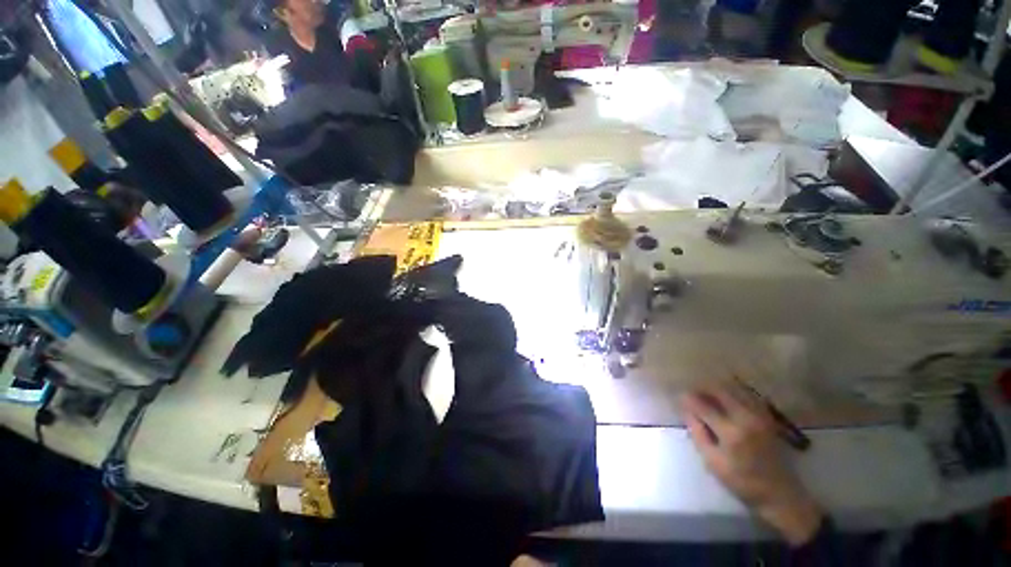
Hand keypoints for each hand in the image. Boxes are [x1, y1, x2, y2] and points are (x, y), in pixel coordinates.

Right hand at [680, 382, 823, 545]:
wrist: (779, 493)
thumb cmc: (742, 481)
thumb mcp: (712, 461)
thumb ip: (697, 433)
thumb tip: (686, 411)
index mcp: (731, 432)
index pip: (703, 406)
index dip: (688, 399)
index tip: (679, 397)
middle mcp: (746, 418)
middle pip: (720, 391)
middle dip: (703, 388)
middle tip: (692, 393)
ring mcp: (759, 416)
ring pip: (734, 389)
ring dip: (717, 388)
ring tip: (707, 394)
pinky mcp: (767, 417)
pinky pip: (747, 395)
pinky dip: (733, 392)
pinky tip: (726, 399)